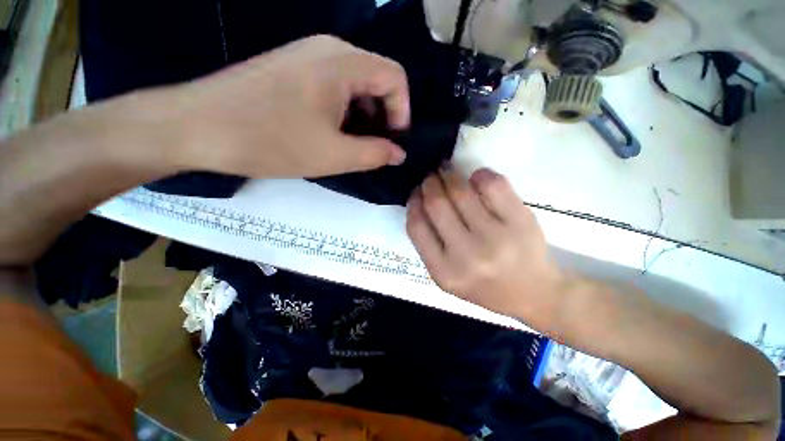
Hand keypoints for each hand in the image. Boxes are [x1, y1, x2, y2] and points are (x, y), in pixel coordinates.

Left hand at [167, 35, 409, 177]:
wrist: (199, 127)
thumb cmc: (271, 141)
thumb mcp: (334, 155)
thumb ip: (375, 154)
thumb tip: (399, 153)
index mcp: (342, 63)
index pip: (395, 77)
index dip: (402, 111)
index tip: (394, 140)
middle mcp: (328, 49)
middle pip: (376, 78)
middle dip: (383, 115)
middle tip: (374, 146)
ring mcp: (307, 55)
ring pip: (354, 83)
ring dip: (363, 115)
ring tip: (353, 143)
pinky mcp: (292, 67)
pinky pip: (333, 85)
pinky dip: (343, 109)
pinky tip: (331, 131)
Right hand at [406, 167, 567, 331]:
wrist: (533, 293)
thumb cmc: (484, 284)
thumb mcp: (447, 275)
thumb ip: (429, 243)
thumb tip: (420, 201)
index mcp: (444, 271)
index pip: (417, 226)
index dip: (413, 203)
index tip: (416, 192)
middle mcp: (467, 255)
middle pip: (437, 205)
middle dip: (430, 183)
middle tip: (431, 176)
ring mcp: (496, 237)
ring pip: (461, 191)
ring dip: (449, 175)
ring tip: (447, 171)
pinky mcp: (521, 221)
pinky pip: (492, 185)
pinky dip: (479, 175)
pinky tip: (476, 178)